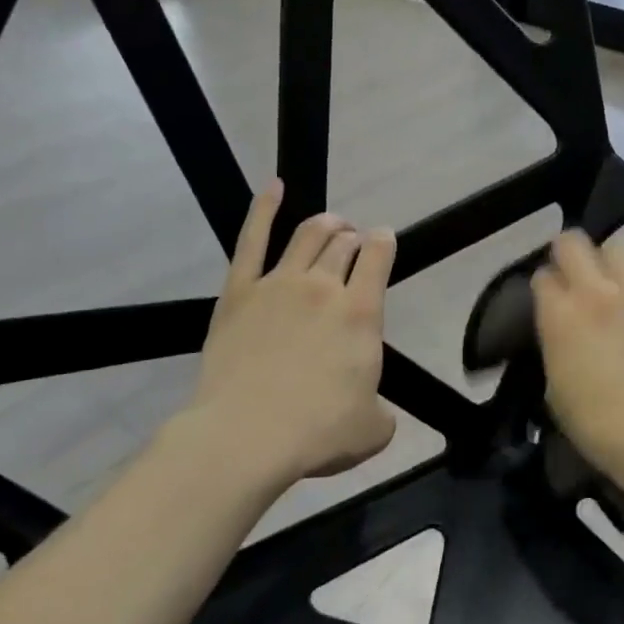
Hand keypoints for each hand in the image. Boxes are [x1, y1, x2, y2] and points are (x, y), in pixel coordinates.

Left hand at [192, 182, 397, 482]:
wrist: (247, 435)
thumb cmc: (317, 433)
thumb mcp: (373, 429)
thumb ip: (381, 411)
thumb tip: (373, 408)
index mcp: (362, 314)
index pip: (378, 259)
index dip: (384, 243)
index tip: (384, 240)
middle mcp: (324, 288)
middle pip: (343, 245)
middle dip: (354, 238)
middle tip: (354, 243)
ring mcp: (278, 284)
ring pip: (307, 236)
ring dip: (324, 224)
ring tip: (331, 223)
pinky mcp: (239, 292)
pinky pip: (252, 240)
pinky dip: (265, 209)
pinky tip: (275, 188)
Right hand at [531, 231, 623, 508]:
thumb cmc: (602, 428)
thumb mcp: (556, 390)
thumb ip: (555, 345)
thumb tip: (560, 328)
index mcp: (560, 316)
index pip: (542, 276)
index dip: (544, 288)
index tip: (548, 302)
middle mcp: (596, 292)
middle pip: (573, 242)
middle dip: (568, 256)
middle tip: (573, 279)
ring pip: (616, 246)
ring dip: (608, 261)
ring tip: (612, 287)